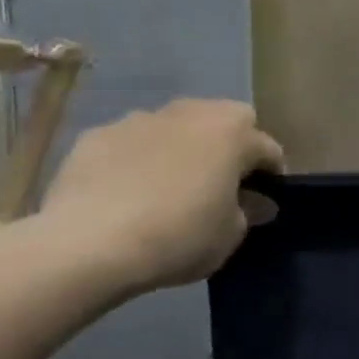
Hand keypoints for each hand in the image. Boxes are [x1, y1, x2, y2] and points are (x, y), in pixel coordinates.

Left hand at [38, 100, 283, 294]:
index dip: (271, 176)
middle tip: (221, 182)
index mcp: (232, 133)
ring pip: (175, 127)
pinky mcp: (95, 135)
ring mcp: (139, 120)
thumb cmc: (178, 236)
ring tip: (170, 186)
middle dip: (229, 145)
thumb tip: (255, 203)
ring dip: (181, 148)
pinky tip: (127, 192)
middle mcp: (190, 114)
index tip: (264, 201)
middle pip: (224, 120)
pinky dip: (137, 159)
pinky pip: (131, 143)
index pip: (268, 148)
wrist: (87, 245)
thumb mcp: (231, 235)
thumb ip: (248, 212)